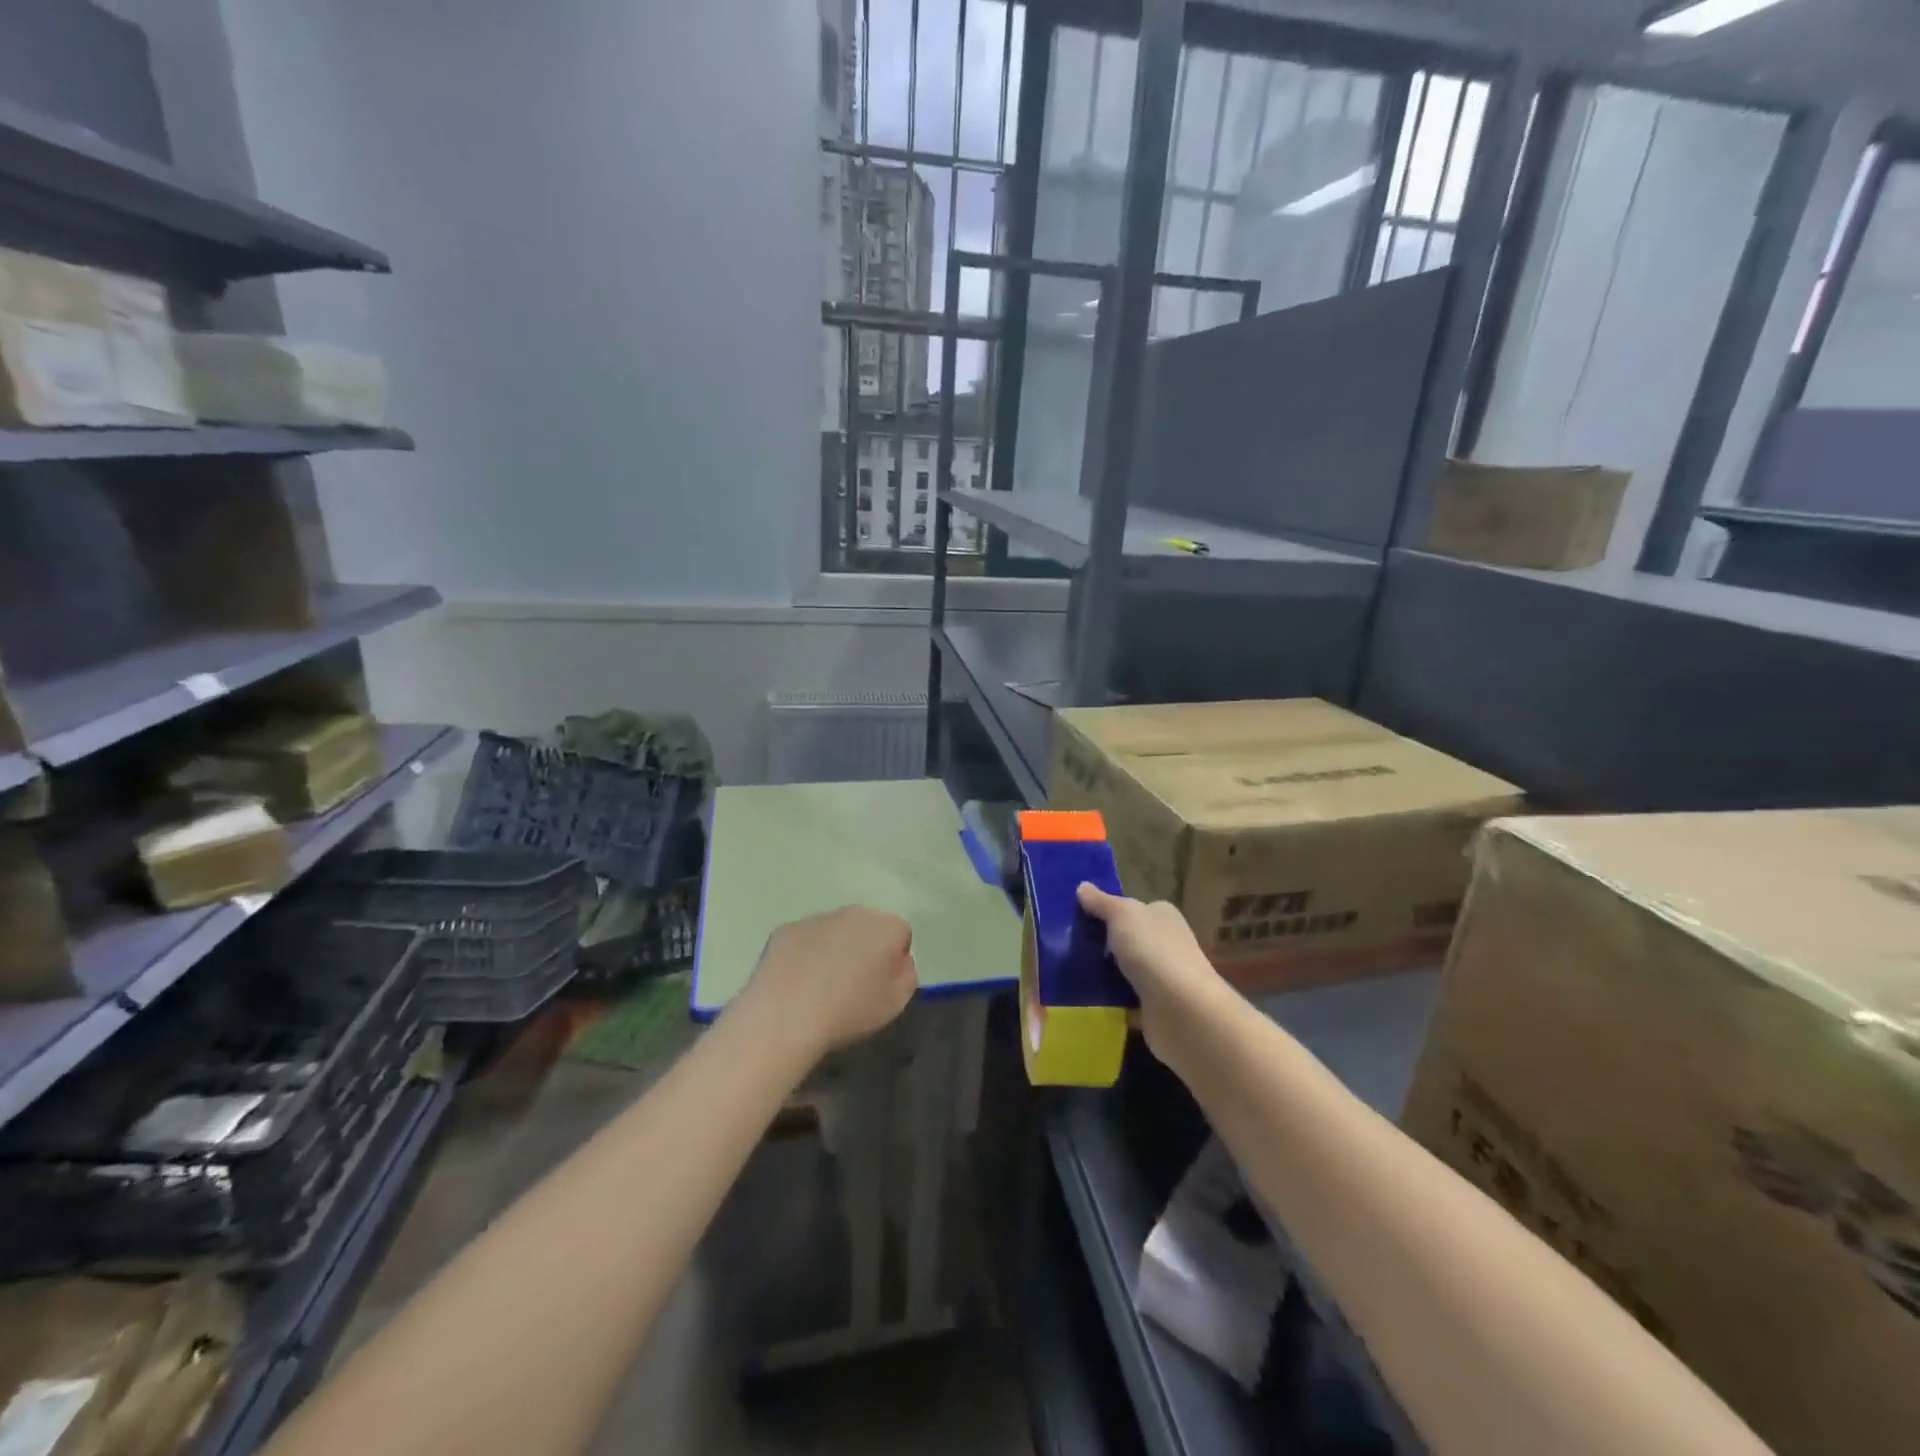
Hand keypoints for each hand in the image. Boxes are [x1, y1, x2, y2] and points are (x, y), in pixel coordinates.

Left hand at [738, 906, 916, 1056]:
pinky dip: (803, 955)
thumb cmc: (850, 1011)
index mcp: (887, 927)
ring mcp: (817, 918)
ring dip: (833, 950)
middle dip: (864, 948)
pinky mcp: (786, 930)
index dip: (893, 960)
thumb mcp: (897, 1002)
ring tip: (820, 988)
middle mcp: (854, 913)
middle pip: (867, 927)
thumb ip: (906, 973)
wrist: (786, 1015)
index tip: (882, 985)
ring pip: (833, 931)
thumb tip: (896, 960)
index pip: (901, 935)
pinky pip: (804, 940)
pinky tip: (795, 984)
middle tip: (852, 985)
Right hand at [1077, 884, 1229, 1057]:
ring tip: (1070, 972)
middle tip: (1068, 946)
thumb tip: (1082, 887)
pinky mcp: (1156, 1007)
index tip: (1079, 917)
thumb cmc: (1152, 950)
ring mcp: (1163, 977)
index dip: (1109, 911)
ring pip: (1126, 970)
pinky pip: (1126, 999)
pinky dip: (1110, 1000)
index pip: (1135, 909)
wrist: (1181, 1010)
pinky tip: (1087, 998)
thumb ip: (1102, 902)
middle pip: (1129, 939)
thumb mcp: (1122, 915)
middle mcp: (1167, 943)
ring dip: (1104, 973)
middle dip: (1103, 944)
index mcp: (1163, 916)